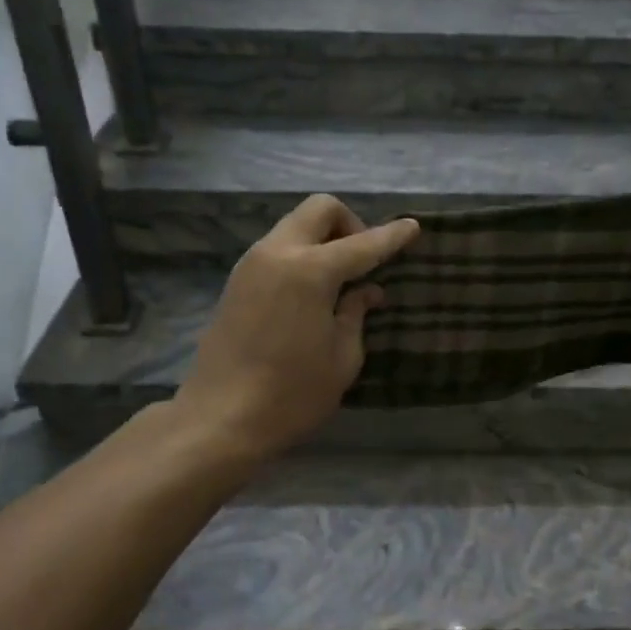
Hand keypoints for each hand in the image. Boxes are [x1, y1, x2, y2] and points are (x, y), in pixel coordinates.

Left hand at [174, 194, 418, 458]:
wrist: (218, 420)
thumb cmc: (291, 395)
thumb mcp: (342, 359)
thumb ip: (356, 314)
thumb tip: (368, 291)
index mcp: (310, 271)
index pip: (362, 244)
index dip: (391, 236)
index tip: (412, 227)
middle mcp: (278, 253)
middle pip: (319, 209)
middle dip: (349, 224)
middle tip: (363, 262)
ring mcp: (251, 264)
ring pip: (295, 225)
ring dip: (322, 239)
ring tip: (339, 281)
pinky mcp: (236, 281)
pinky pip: (278, 248)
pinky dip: (301, 254)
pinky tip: (311, 293)